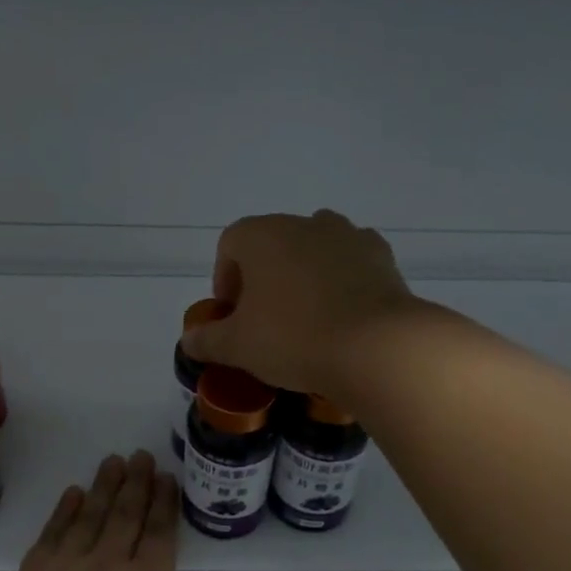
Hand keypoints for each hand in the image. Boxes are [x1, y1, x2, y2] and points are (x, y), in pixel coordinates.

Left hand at [0, 451, 265, 570]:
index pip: (159, 534)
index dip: (165, 503)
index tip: (166, 475)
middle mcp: (108, 565)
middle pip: (125, 515)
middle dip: (136, 483)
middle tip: (140, 454)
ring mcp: (67, 567)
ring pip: (89, 516)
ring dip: (103, 487)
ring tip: (111, 462)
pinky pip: (52, 533)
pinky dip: (63, 511)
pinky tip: (70, 496)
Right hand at [180, 209, 418, 395]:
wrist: (376, 346)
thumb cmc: (293, 338)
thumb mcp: (238, 346)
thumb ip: (208, 339)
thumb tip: (188, 340)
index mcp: (262, 235)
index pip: (230, 244)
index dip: (225, 277)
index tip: (231, 313)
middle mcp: (304, 223)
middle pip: (272, 242)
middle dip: (263, 275)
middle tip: (264, 318)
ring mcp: (347, 235)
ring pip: (314, 247)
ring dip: (304, 272)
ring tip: (306, 313)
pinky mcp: (382, 256)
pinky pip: (351, 260)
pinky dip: (342, 278)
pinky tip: (343, 311)